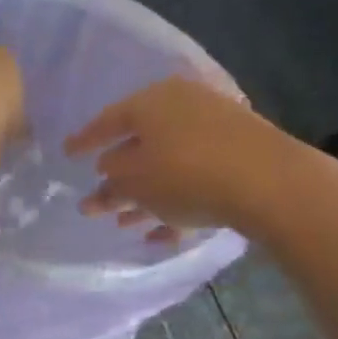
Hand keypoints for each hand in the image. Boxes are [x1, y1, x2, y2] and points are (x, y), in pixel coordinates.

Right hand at [64, 75, 293, 241]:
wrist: (271, 183)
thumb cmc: (185, 174)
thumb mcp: (134, 183)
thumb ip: (111, 184)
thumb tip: (105, 174)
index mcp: (151, 102)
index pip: (107, 121)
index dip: (84, 142)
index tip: (66, 155)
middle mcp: (182, 108)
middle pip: (140, 146)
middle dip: (117, 179)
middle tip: (95, 202)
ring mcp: (215, 130)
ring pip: (168, 166)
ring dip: (145, 196)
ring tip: (124, 224)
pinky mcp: (239, 155)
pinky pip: (196, 179)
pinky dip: (177, 203)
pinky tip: (162, 236)